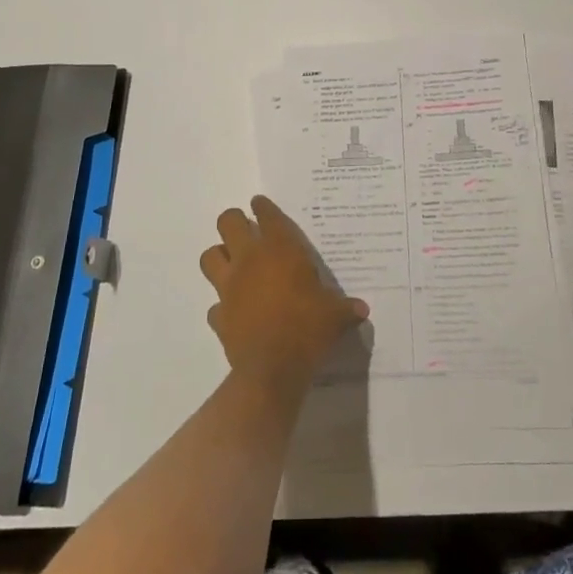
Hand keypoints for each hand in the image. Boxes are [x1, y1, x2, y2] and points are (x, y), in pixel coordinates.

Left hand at [199, 196, 369, 393]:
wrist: (272, 369)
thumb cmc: (306, 329)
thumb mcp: (334, 316)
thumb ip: (346, 308)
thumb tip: (362, 308)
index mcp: (279, 250)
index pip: (267, 215)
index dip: (263, 207)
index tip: (260, 204)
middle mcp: (249, 260)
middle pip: (227, 222)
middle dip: (234, 221)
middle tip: (245, 229)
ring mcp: (229, 286)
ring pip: (210, 256)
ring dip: (220, 257)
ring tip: (233, 264)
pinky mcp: (219, 315)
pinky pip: (214, 304)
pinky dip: (222, 305)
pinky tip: (235, 311)